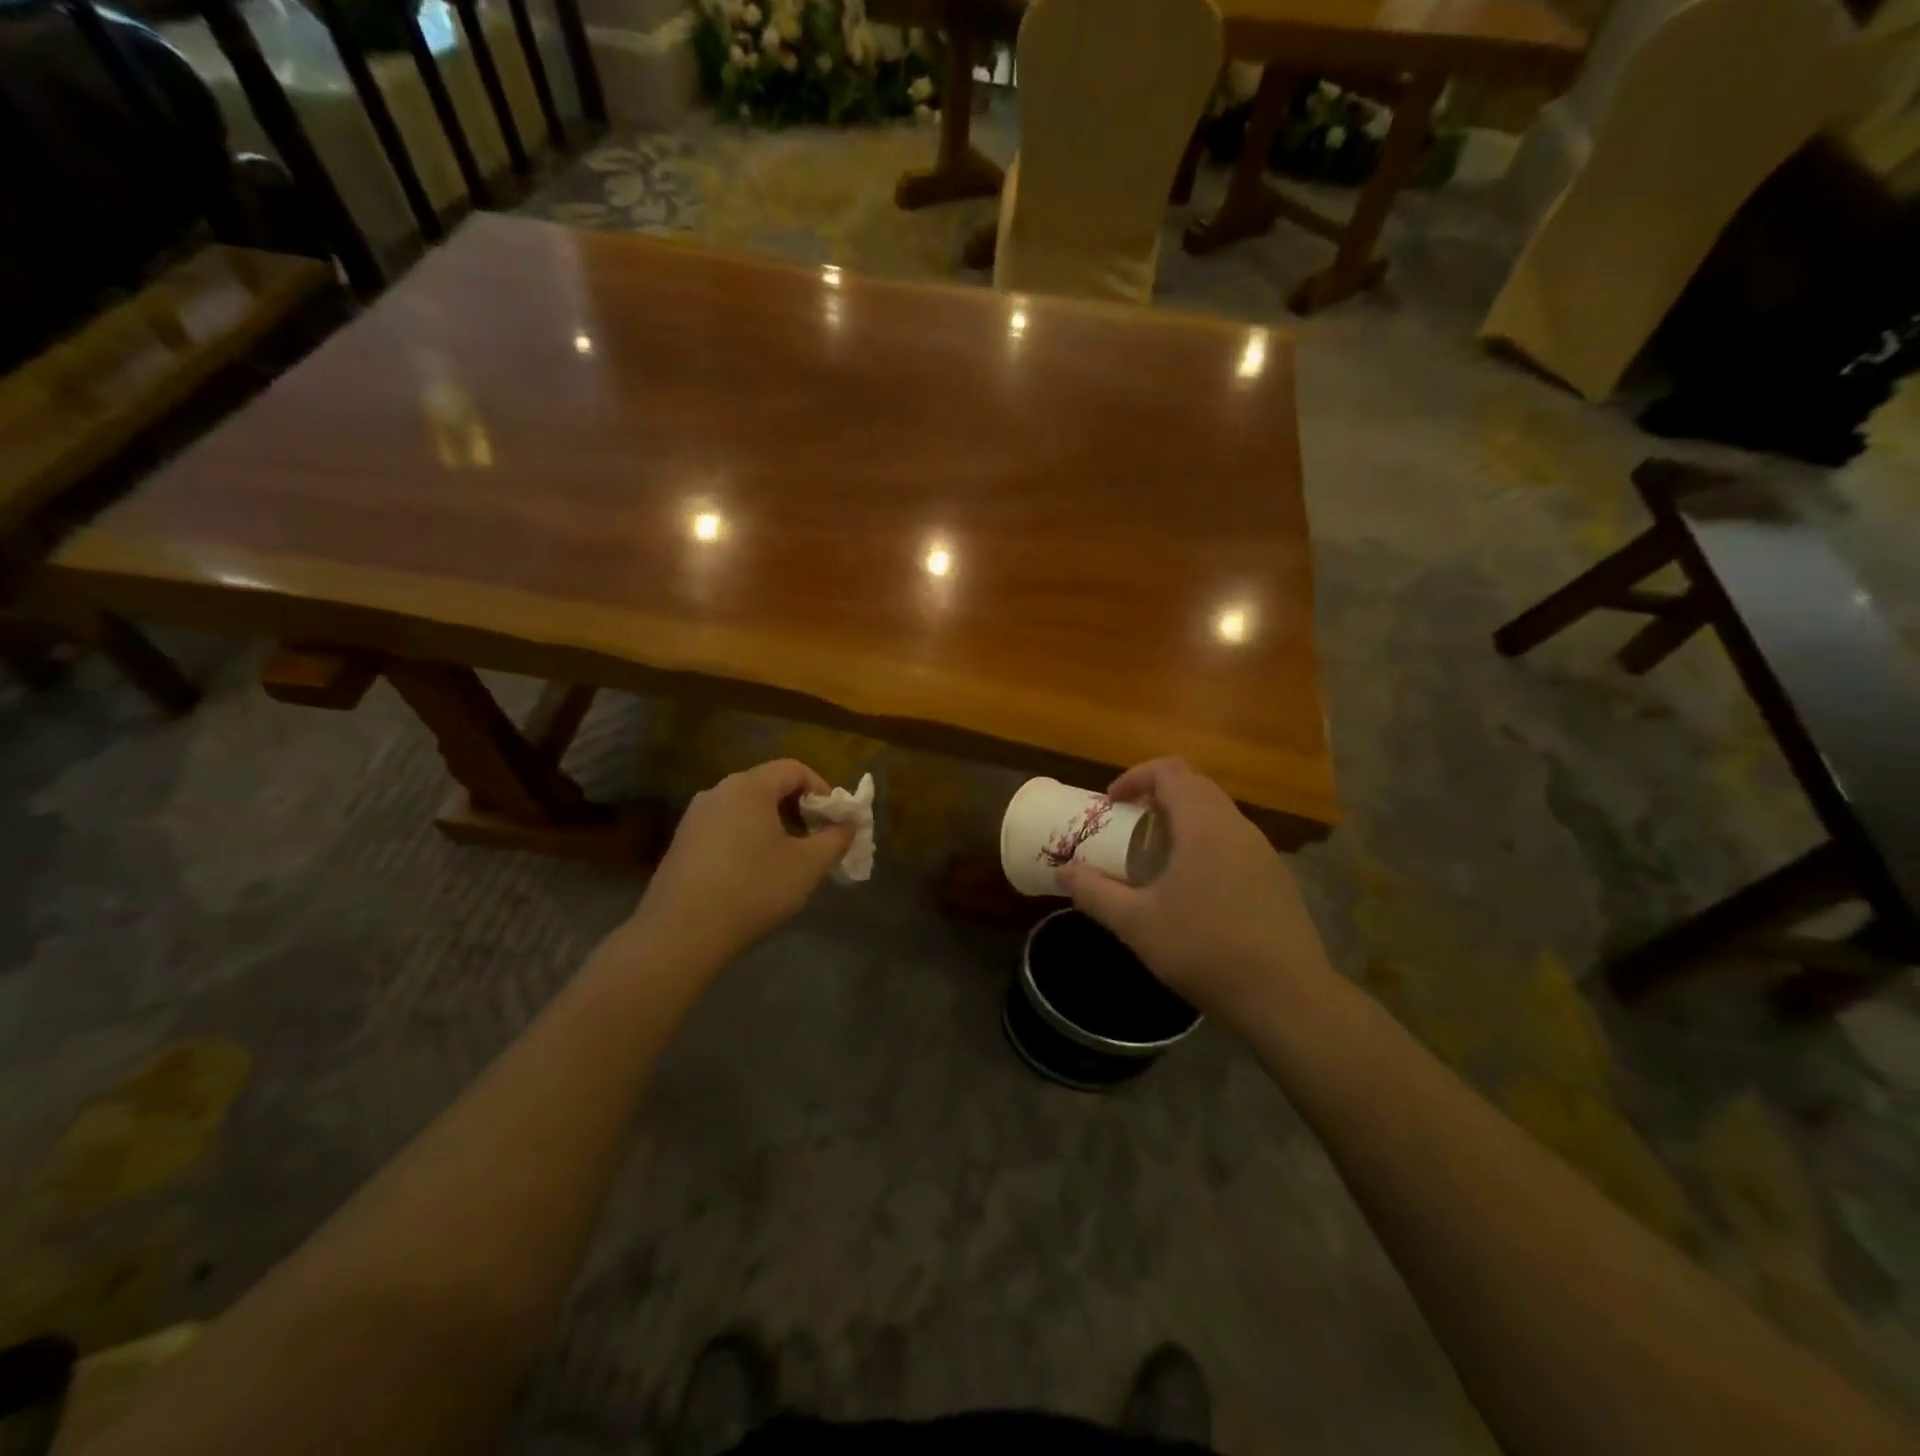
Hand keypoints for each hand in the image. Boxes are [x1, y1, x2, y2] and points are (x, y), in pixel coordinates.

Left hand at [632, 759, 853, 964]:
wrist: (681, 932)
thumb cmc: (753, 888)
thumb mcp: (808, 865)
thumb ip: (836, 839)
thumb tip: (849, 824)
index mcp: (748, 787)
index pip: (794, 769)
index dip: (822, 790)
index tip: (834, 821)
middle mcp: (718, 792)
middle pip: (768, 786)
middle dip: (799, 809)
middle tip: (816, 841)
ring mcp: (694, 817)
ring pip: (746, 809)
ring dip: (774, 826)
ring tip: (788, 861)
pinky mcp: (681, 843)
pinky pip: (725, 828)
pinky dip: (748, 840)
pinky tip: (754, 875)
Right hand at [1056, 758, 1332, 1028]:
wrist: (1288, 997)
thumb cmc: (1205, 949)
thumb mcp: (1137, 924)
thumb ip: (1095, 893)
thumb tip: (1063, 872)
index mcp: (1204, 824)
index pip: (1169, 771)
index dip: (1135, 777)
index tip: (1111, 804)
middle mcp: (1237, 826)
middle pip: (1194, 786)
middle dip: (1156, 797)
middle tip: (1127, 827)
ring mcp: (1262, 851)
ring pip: (1216, 814)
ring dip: (1181, 821)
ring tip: (1154, 859)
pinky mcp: (1276, 877)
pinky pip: (1233, 841)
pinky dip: (1204, 844)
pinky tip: (1192, 889)